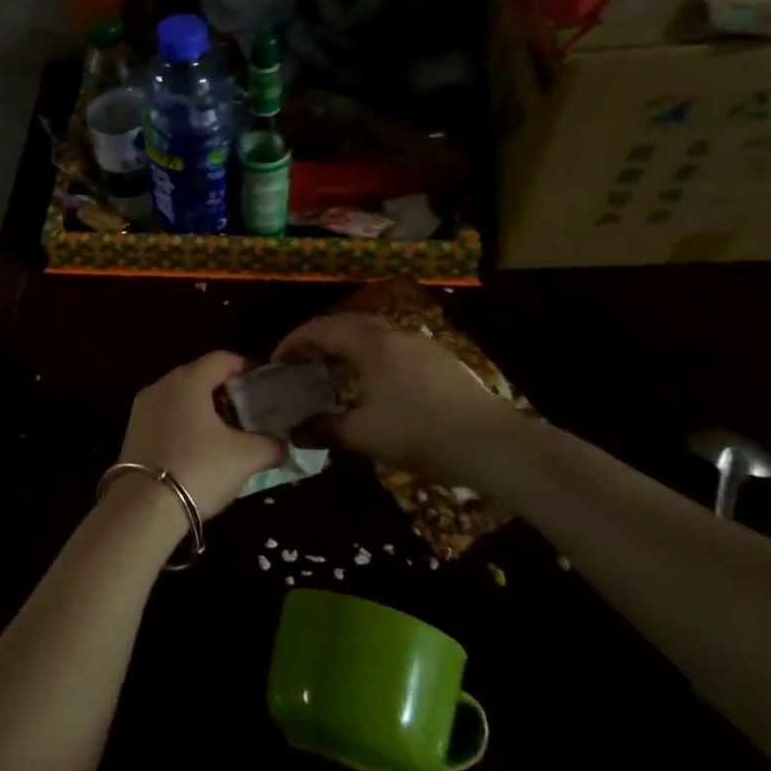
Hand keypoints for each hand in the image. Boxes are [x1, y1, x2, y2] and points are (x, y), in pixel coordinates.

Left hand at [117, 352, 284, 520]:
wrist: (143, 509)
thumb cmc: (199, 469)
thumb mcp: (247, 457)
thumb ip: (272, 445)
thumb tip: (282, 445)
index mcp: (188, 380)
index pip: (223, 359)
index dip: (248, 368)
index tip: (267, 387)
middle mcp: (161, 386)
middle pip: (200, 377)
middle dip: (228, 391)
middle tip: (251, 412)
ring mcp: (142, 410)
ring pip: (182, 399)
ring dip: (206, 411)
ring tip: (228, 435)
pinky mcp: (132, 434)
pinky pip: (167, 418)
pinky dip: (186, 425)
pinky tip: (200, 451)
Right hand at [274, 313, 526, 481]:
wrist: (493, 445)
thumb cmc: (420, 433)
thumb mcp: (365, 435)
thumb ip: (326, 429)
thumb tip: (296, 431)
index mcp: (373, 345)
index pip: (322, 329)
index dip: (294, 342)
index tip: (277, 362)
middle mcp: (396, 336)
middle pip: (348, 324)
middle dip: (319, 339)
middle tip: (301, 362)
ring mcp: (424, 347)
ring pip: (374, 335)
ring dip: (347, 346)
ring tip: (332, 372)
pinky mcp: (442, 363)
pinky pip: (394, 349)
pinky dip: (371, 357)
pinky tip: (372, 384)